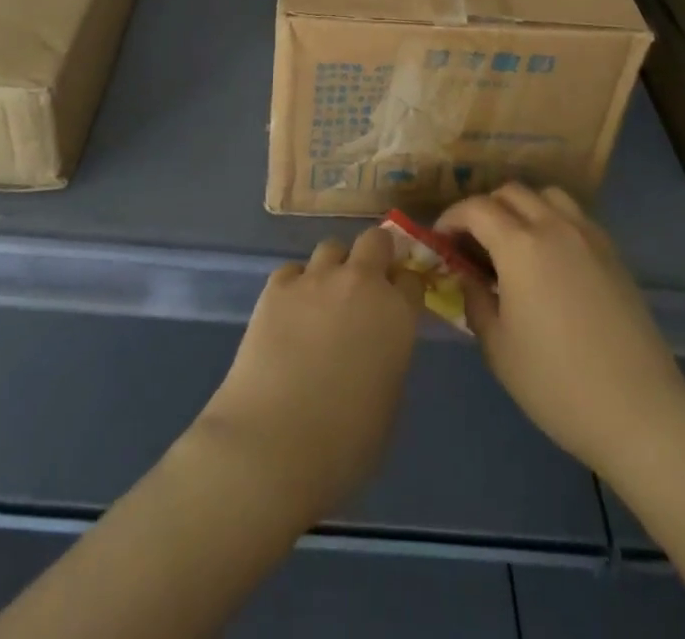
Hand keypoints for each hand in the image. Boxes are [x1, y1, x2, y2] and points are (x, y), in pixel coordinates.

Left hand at [191, 227, 423, 526]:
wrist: (273, 445)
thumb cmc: (344, 444)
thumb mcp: (388, 402)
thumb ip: (389, 357)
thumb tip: (377, 345)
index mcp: (397, 313)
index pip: (411, 278)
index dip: (404, 289)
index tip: (398, 304)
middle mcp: (360, 283)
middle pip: (375, 240)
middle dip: (375, 256)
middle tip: (367, 285)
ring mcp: (315, 279)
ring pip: (332, 248)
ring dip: (334, 267)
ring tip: (324, 299)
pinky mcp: (276, 286)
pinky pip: (293, 270)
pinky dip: (296, 285)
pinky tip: (290, 313)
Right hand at [436, 184, 684, 482]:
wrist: (640, 413)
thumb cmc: (557, 384)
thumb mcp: (498, 347)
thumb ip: (474, 299)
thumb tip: (466, 276)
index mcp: (520, 245)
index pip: (475, 208)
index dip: (451, 218)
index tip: (440, 241)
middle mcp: (554, 226)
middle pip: (510, 192)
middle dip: (483, 209)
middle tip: (472, 244)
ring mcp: (589, 236)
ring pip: (546, 196)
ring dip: (521, 208)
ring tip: (512, 244)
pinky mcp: (613, 253)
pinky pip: (574, 216)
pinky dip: (551, 221)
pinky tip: (549, 260)